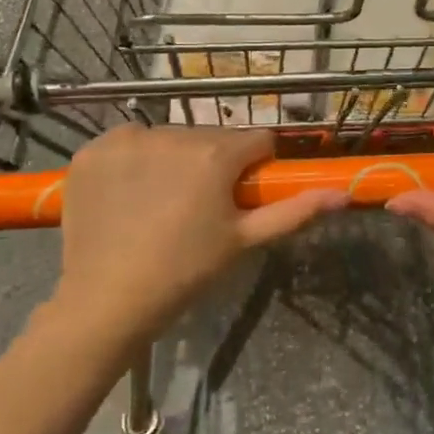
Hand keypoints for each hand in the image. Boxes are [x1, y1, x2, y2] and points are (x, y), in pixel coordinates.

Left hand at [54, 126, 345, 351]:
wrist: (106, 300)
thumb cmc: (185, 271)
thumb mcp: (244, 241)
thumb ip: (294, 212)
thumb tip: (341, 194)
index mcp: (215, 154)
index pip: (255, 141)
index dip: (254, 167)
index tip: (240, 194)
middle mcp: (171, 133)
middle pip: (211, 138)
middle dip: (213, 163)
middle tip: (199, 207)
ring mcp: (126, 139)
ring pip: (169, 137)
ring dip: (173, 159)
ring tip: (159, 203)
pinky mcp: (92, 150)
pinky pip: (127, 143)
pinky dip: (132, 162)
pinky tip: (128, 195)